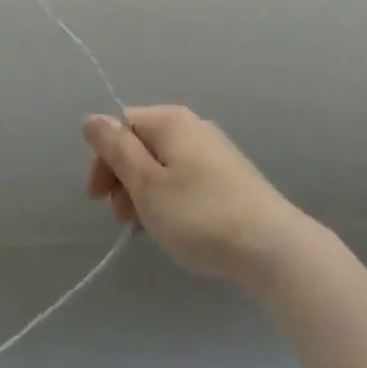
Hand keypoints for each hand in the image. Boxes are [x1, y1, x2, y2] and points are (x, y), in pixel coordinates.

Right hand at [83, 106, 305, 282]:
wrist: (274, 249)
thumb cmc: (200, 215)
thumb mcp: (147, 185)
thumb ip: (117, 150)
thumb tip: (92, 119)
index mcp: (170, 121)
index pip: (122, 125)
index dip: (104, 159)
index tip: (98, 199)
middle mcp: (193, 126)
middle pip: (143, 143)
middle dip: (124, 178)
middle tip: (120, 219)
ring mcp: (215, 151)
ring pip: (164, 164)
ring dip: (145, 193)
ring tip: (143, 230)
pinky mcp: (231, 178)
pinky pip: (186, 178)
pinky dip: (170, 198)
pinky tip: (173, 229)